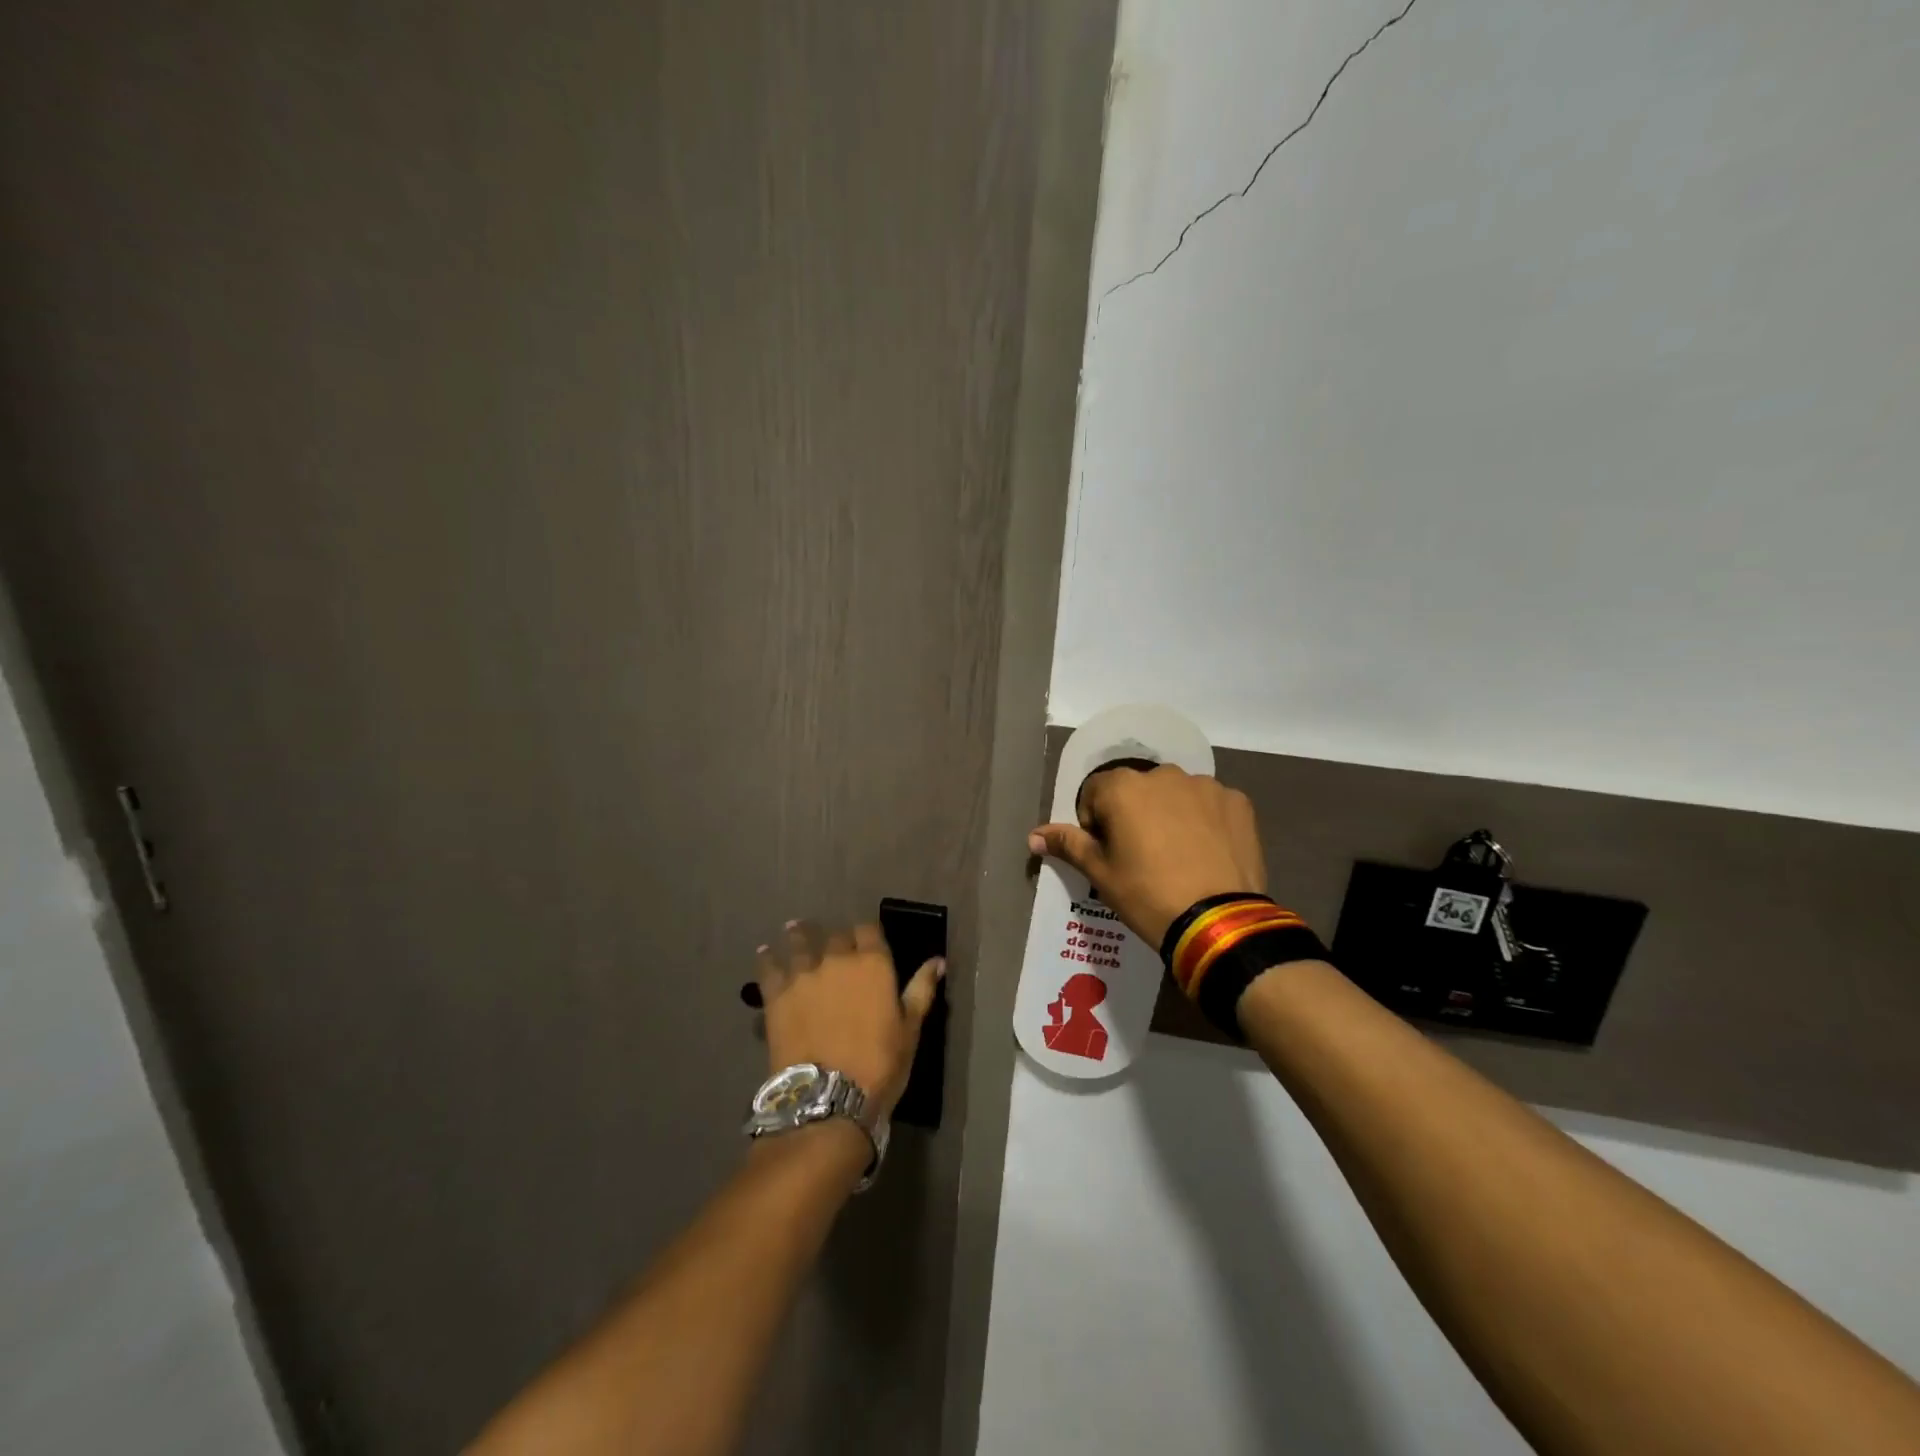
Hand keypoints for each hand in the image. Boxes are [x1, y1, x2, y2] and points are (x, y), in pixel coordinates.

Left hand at [754, 921, 944, 1121]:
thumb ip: (921, 990)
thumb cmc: (879, 1065)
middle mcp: (837, 959)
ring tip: (795, 928)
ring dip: (799, 935)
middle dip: (836, 939)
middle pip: (835, 936)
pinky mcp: (777, 995)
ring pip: (800, 943)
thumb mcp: (910, 1029)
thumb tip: (938, 960)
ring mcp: (804, 975)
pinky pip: (769, 968)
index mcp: (873, 964)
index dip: (867, 933)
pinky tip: (764, 952)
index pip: (869, 930)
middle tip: (833, 944)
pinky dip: (767, 958)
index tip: (866, 939)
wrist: (828, 1097)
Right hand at [1028, 764, 1266, 947]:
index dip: (1095, 822)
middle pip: (1137, 789)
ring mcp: (1206, 786)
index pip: (1095, 793)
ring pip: (1176, 794)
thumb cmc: (1147, 895)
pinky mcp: (1238, 801)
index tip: (1108, 853)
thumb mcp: (1100, 872)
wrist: (1217, 922)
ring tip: (1178, 856)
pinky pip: (1211, 804)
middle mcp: (1164, 774)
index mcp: (1123, 787)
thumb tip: (1033, 835)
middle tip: (1142, 856)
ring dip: (1170, 814)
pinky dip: (1205, 820)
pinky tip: (1207, 853)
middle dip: (1134, 814)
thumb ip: (1067, 844)